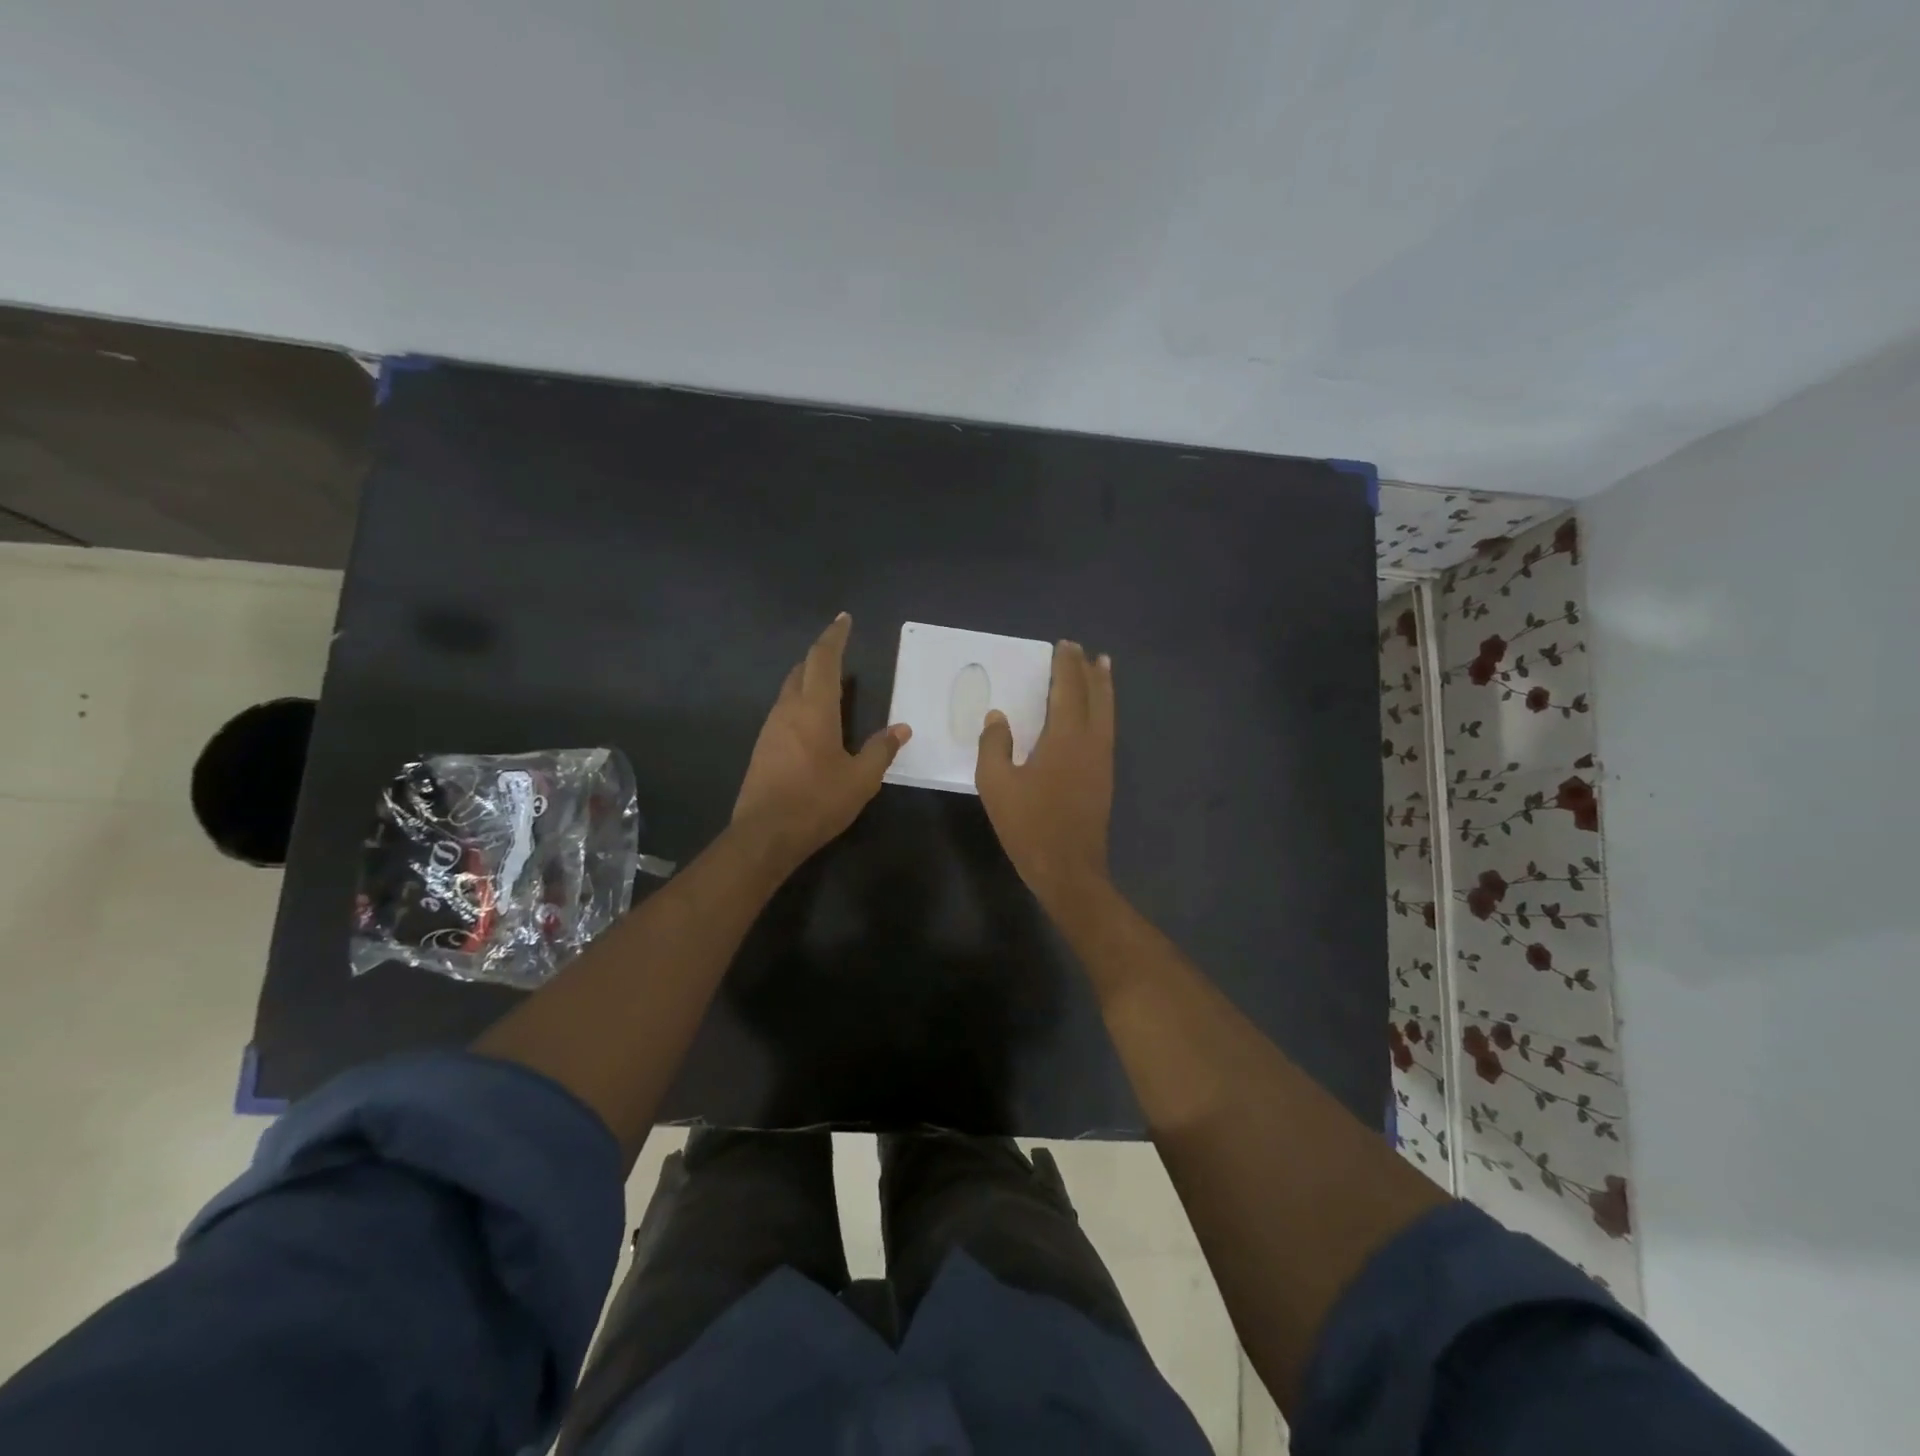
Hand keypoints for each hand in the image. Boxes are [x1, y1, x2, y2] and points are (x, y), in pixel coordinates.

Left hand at [733, 614, 910, 869]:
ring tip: (831, 683)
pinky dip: (801, 702)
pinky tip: (814, 720)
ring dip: (809, 679)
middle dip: (821, 655)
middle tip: (840, 649)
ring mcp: (771, 728)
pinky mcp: (763, 747)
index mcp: (814, 709)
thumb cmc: (817, 801)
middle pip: (802, 670)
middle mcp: (788, 710)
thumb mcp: (860, 779)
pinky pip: (784, 710)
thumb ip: (881, 750)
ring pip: (790, 690)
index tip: (844, 619)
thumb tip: (901, 729)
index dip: (834, 637)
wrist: (765, 834)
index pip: (823, 660)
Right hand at [975, 641, 1113, 907]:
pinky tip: (1097, 714)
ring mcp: (1102, 760)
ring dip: (1103, 688)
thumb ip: (994, 746)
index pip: (1068, 690)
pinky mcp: (1104, 777)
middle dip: (1089, 671)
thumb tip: (998, 718)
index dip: (1066, 666)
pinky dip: (1104, 710)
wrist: (1068, 868)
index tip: (1064, 645)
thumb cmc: (1029, 825)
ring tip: (1102, 668)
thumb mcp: (997, 785)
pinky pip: (1107, 729)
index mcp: (1065, 738)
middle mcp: (1091, 742)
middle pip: (1096, 696)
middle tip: (1084, 651)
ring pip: (1107, 713)